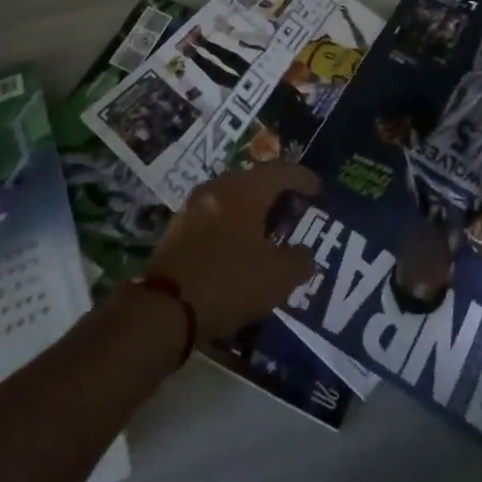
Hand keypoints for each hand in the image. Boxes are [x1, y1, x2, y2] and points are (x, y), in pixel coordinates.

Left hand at [144, 163, 319, 340]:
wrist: (164, 309)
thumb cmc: (229, 282)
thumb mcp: (277, 277)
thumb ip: (299, 261)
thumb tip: (305, 255)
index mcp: (245, 191)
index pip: (281, 172)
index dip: (302, 178)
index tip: (317, 189)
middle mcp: (218, 188)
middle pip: (253, 180)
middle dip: (274, 192)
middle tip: (290, 208)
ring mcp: (193, 207)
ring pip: (230, 197)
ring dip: (249, 208)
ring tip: (264, 229)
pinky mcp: (176, 229)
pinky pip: (213, 215)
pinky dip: (229, 223)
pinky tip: (235, 246)